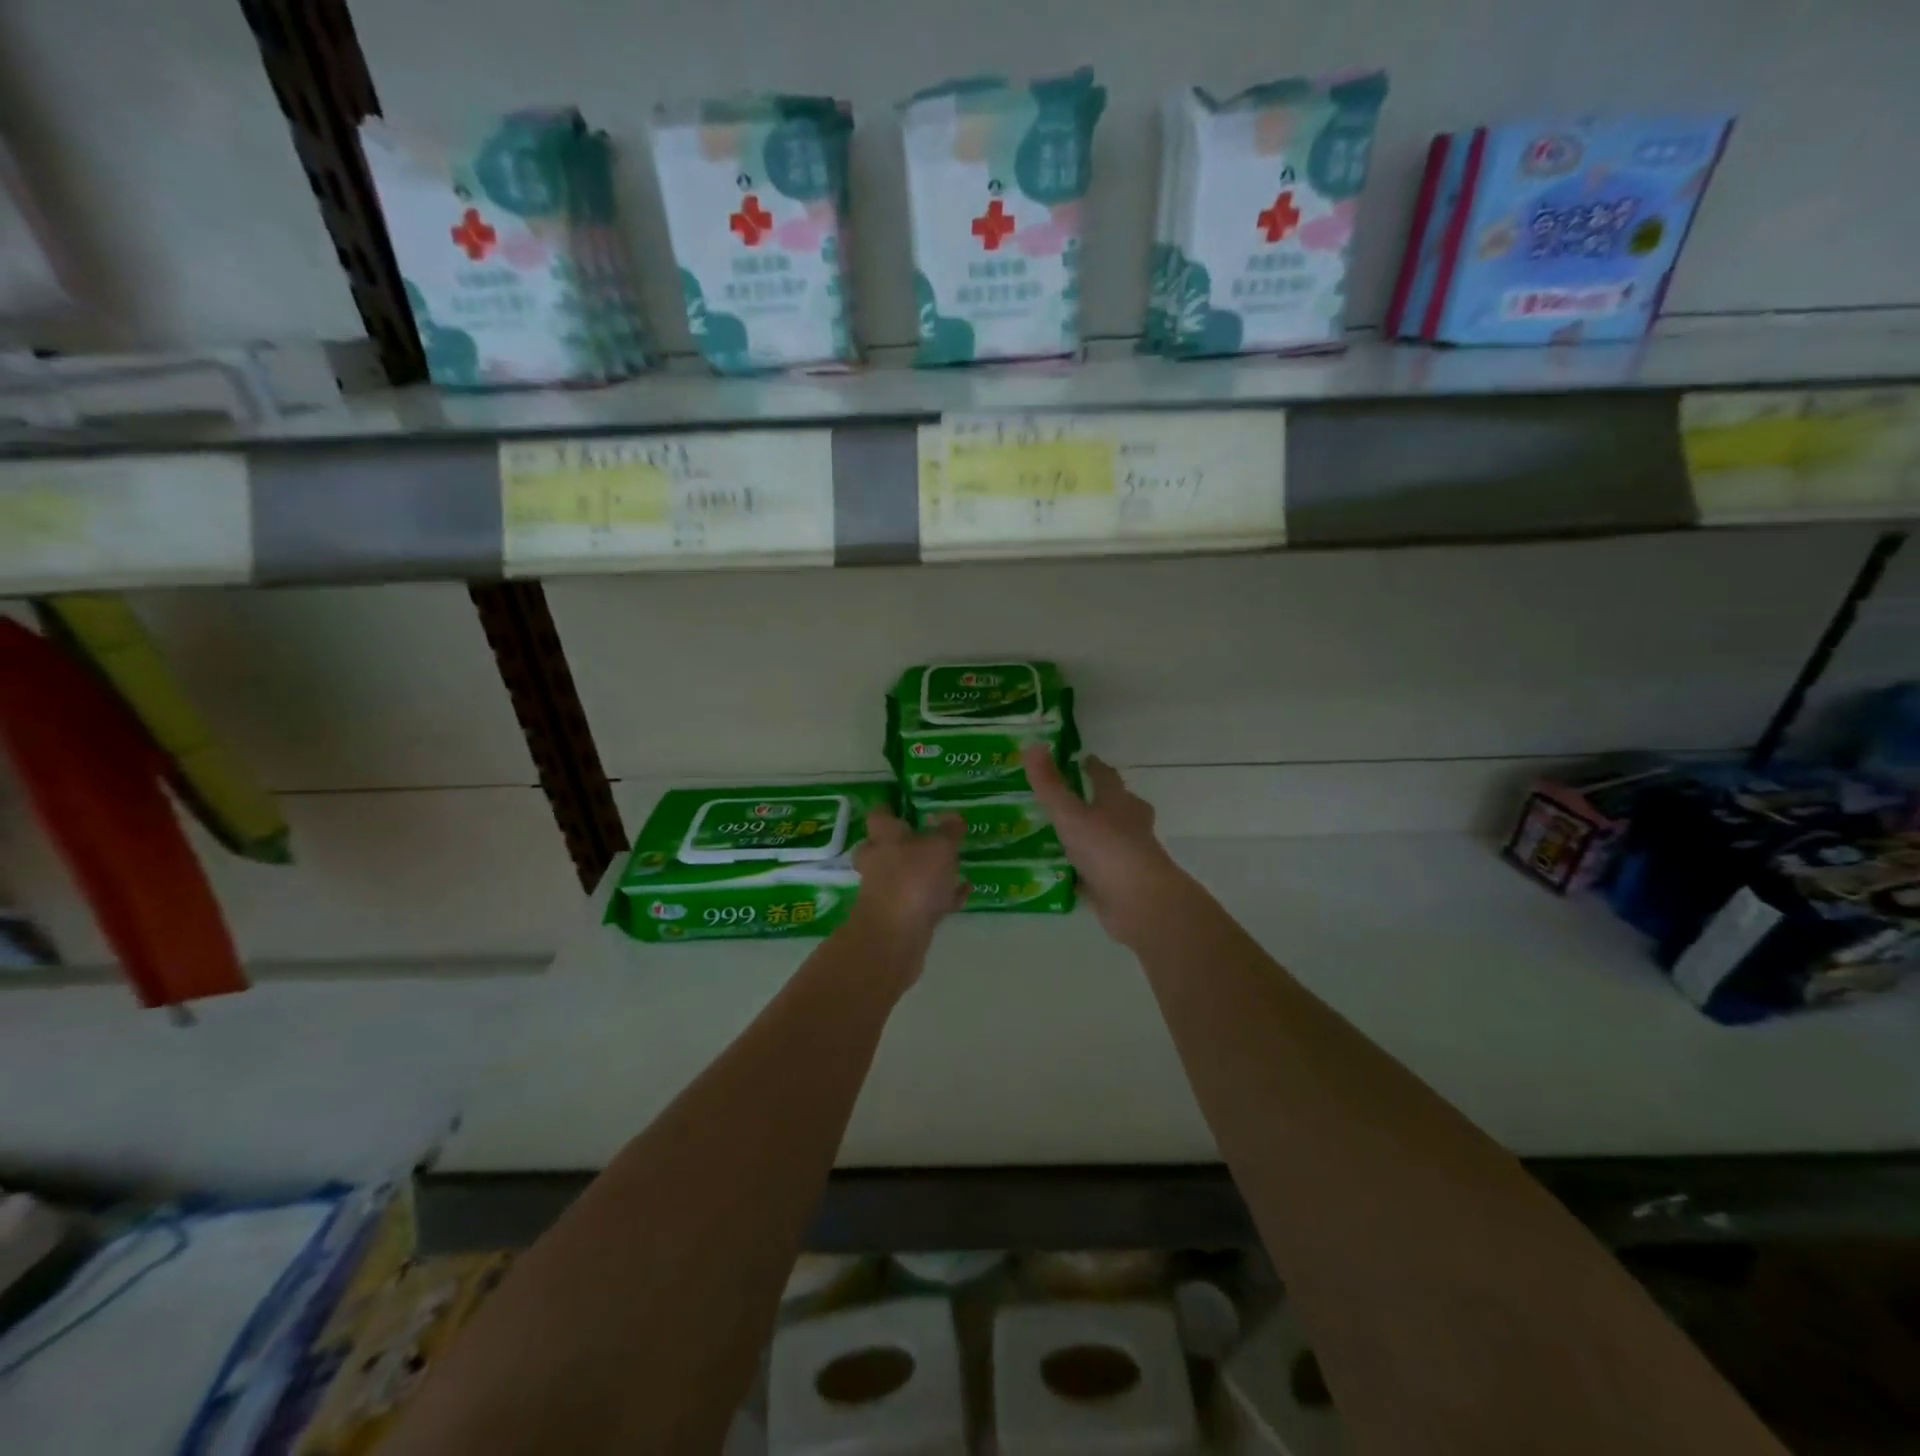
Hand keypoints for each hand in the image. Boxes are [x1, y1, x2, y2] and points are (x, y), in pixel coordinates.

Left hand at [850, 805, 966, 955]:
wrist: (895, 936)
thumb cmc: (913, 879)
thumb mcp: (939, 847)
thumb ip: (948, 832)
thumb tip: (953, 816)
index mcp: (884, 838)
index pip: (879, 815)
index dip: (888, 808)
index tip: (900, 804)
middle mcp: (879, 862)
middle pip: (881, 848)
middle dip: (898, 844)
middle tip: (920, 838)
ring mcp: (886, 892)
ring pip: (902, 876)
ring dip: (923, 872)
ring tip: (953, 866)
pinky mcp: (899, 918)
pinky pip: (922, 901)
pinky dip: (941, 896)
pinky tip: (964, 891)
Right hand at [1023, 743, 1192, 948]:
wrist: (1139, 903)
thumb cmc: (1107, 848)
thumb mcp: (1070, 814)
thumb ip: (1049, 784)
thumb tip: (1033, 744)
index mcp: (1119, 802)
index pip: (1106, 777)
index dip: (1094, 767)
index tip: (1083, 760)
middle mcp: (1128, 825)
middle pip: (1115, 806)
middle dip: (1097, 801)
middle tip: (1069, 797)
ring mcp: (1126, 857)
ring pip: (1107, 839)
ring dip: (1090, 835)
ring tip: (1059, 833)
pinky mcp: (1119, 885)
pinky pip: (1097, 871)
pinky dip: (1083, 869)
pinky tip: (1062, 871)